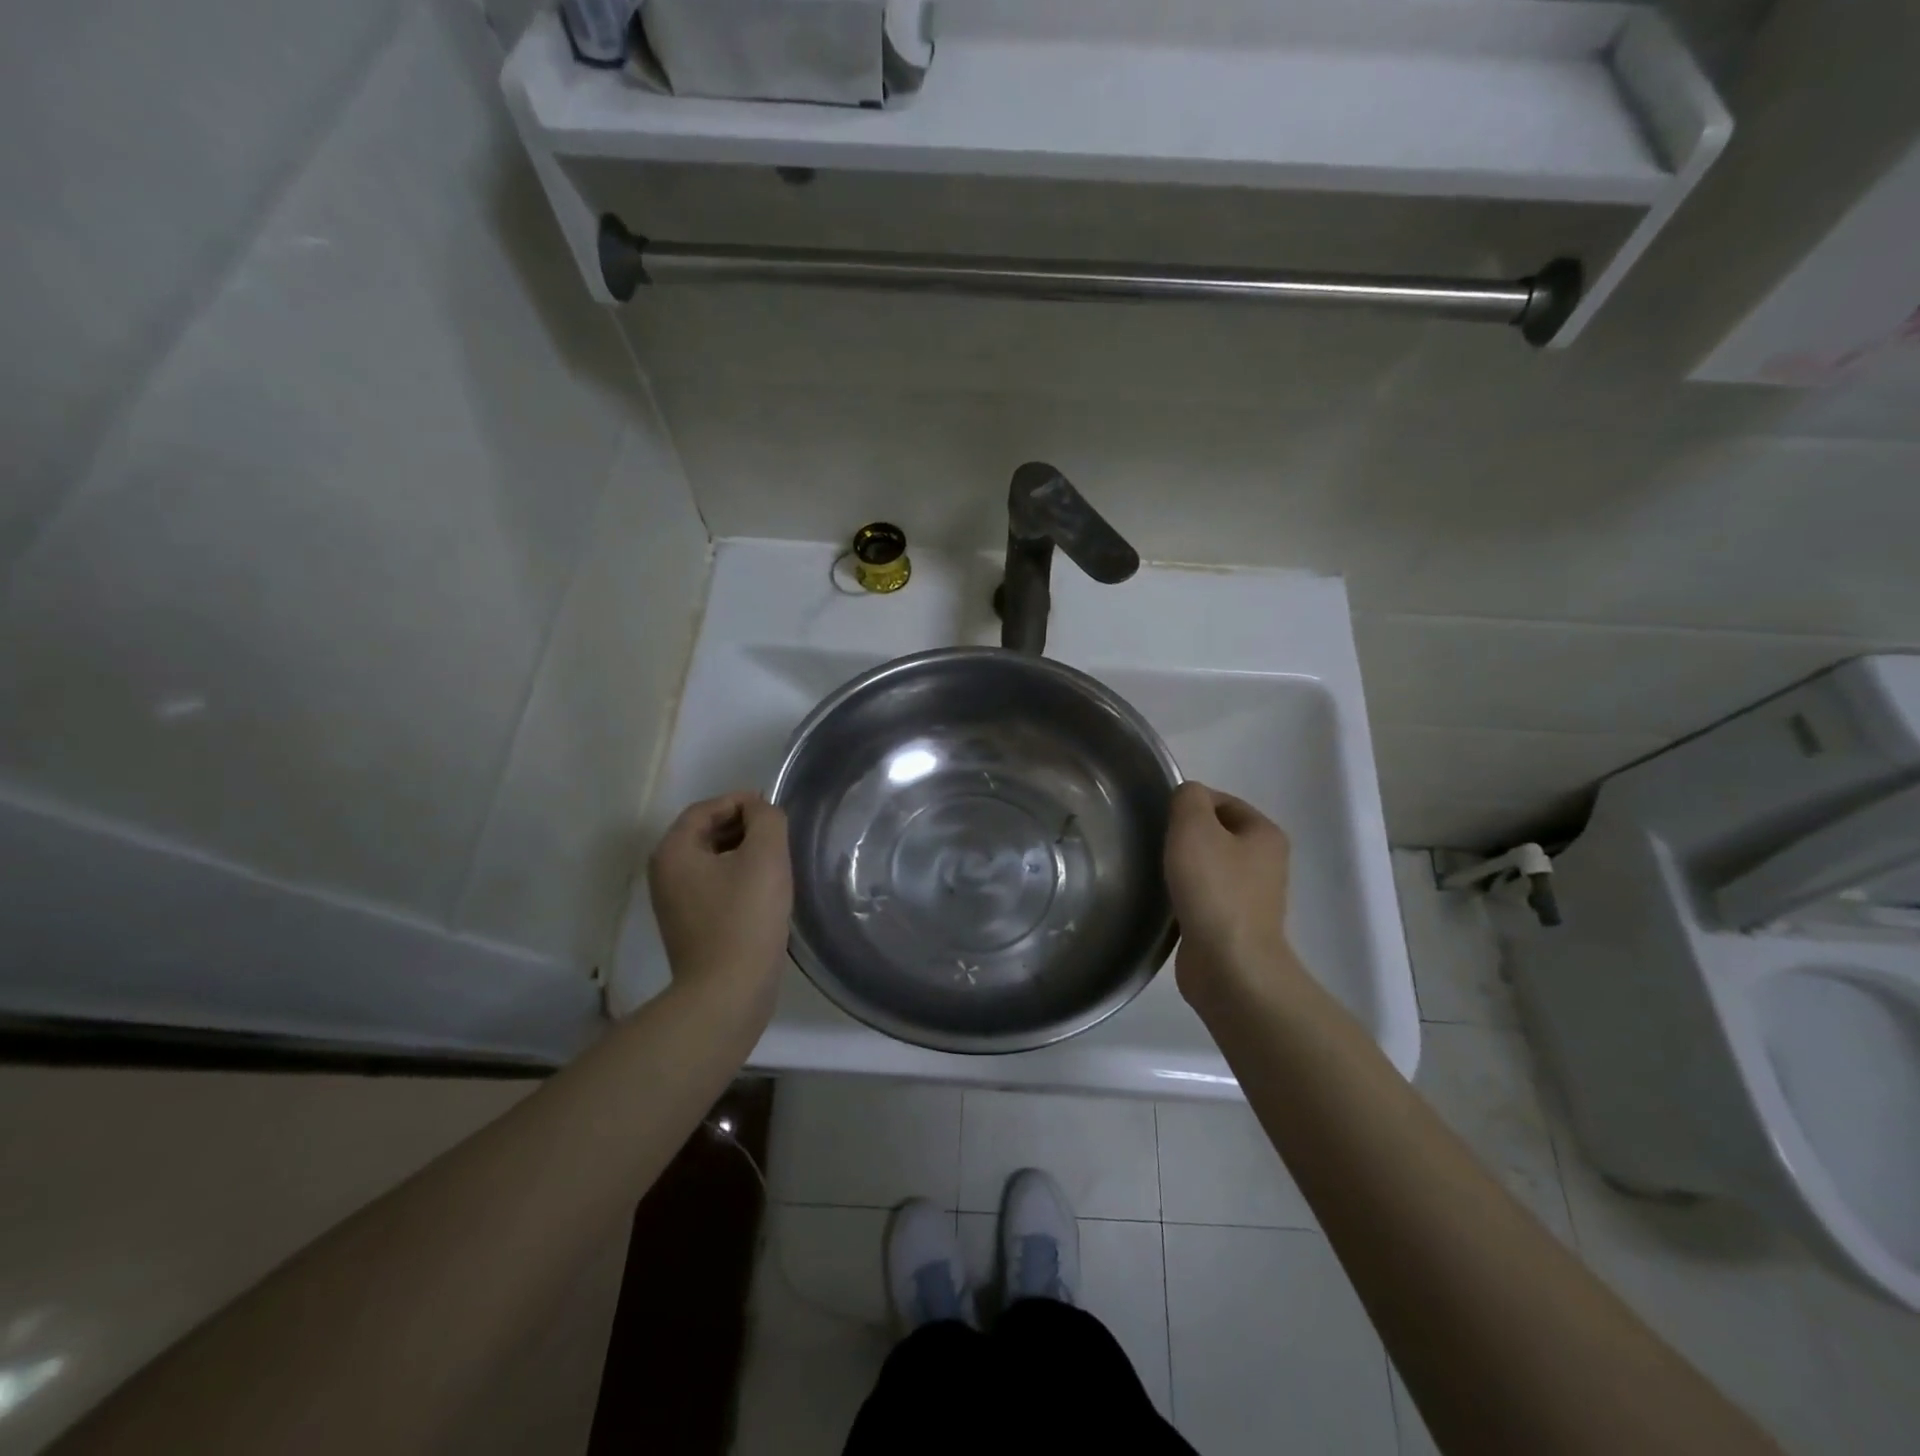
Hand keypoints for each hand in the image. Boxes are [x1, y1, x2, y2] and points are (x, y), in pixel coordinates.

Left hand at [648, 792, 792, 1013]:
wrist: (727, 992)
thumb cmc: (746, 917)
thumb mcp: (765, 855)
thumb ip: (766, 819)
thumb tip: (759, 811)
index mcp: (674, 851)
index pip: (706, 808)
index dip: (741, 802)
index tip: (773, 811)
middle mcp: (665, 873)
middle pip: (706, 833)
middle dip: (743, 827)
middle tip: (779, 835)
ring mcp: (674, 903)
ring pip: (712, 861)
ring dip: (743, 853)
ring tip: (777, 861)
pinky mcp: (690, 926)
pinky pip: (714, 887)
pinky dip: (738, 878)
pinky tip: (765, 891)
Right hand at [1164, 781, 1300, 1006]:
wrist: (1230, 966)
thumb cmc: (1214, 889)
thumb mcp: (1194, 827)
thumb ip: (1188, 799)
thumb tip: (1186, 798)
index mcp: (1265, 834)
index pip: (1221, 801)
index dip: (1188, 805)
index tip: (1160, 820)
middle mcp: (1265, 862)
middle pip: (1214, 833)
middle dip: (1183, 837)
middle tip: (1154, 845)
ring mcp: (1251, 897)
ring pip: (1208, 867)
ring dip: (1182, 868)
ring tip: (1157, 874)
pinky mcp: (1233, 926)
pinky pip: (1204, 897)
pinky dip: (1184, 896)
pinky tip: (1166, 902)